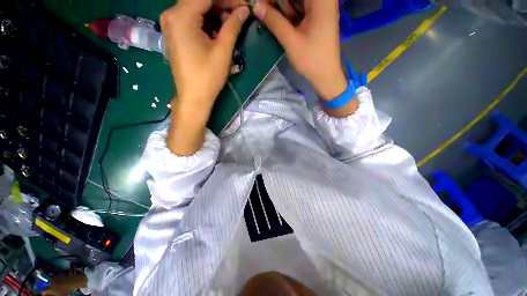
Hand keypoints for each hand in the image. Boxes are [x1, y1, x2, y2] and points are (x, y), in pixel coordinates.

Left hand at [161, 0, 249, 154]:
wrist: (193, 97)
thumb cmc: (207, 77)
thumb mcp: (222, 51)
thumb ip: (233, 26)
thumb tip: (244, 9)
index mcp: (181, 15)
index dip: (228, 0)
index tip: (244, 5)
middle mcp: (171, 14)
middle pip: (200, 1)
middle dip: (221, 5)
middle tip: (239, 15)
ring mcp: (171, 24)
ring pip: (197, 9)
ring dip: (215, 14)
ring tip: (231, 25)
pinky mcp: (175, 34)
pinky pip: (192, 19)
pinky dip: (207, 22)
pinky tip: (218, 32)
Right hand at [253, 0, 348, 101]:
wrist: (326, 75)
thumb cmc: (311, 60)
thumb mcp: (291, 41)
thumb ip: (274, 21)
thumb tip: (256, 5)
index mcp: (321, 0)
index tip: (262, 4)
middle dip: (278, 2)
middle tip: (263, 8)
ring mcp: (322, 7)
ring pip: (298, 1)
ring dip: (283, 6)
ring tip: (267, 12)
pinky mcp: (318, 17)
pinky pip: (301, 8)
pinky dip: (290, 12)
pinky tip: (279, 18)